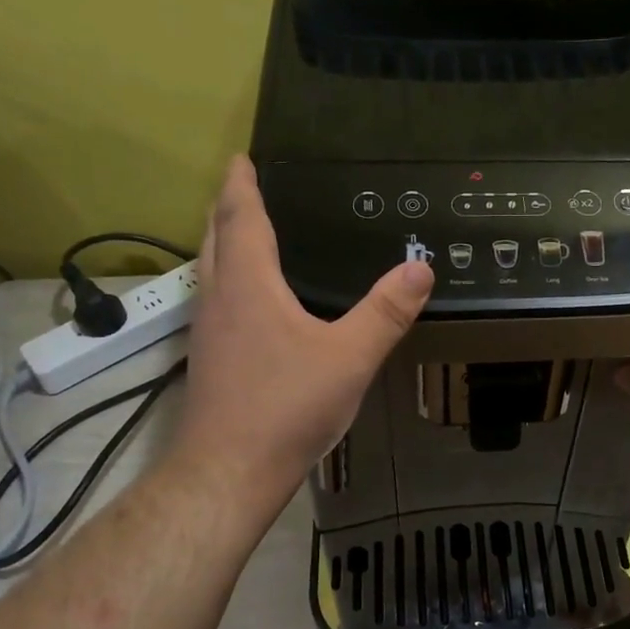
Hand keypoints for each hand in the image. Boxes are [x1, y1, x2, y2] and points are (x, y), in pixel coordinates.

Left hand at [172, 156, 432, 518]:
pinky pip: (215, 300)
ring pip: (210, 270)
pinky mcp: (210, 360)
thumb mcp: (350, 357)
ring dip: (223, 243)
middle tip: (244, 187)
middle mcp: (219, 299)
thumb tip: (421, 267)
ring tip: (245, 234)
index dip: (243, 185)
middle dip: (228, 207)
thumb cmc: (287, 406)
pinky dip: (228, 280)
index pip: (242, 218)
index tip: (242, 158)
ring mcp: (208, 332)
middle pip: (216, 238)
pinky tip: (251, 302)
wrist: (229, 470)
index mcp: (249, 285)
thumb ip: (385, 312)